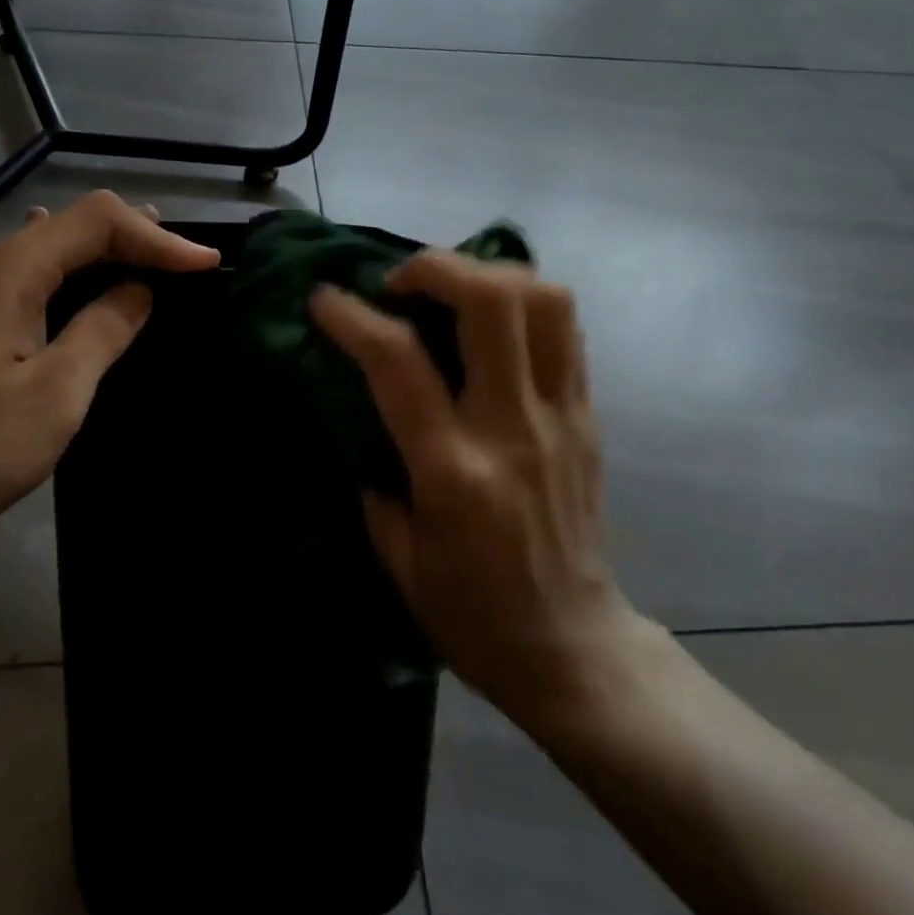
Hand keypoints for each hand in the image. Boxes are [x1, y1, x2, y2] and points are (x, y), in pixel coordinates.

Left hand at [0, 191, 217, 561]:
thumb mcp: (54, 394)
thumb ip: (102, 332)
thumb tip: (137, 292)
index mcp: (6, 272)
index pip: (95, 222)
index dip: (156, 236)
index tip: (204, 264)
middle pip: (67, 228)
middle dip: (131, 237)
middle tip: (182, 256)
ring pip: (41, 252)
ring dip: (96, 254)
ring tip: (141, 255)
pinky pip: (19, 279)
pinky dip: (63, 276)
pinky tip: (68, 278)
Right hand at [310, 252, 632, 726]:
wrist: (572, 648)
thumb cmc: (470, 613)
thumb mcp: (397, 557)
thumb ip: (374, 477)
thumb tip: (363, 415)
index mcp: (452, 470)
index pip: (398, 362)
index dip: (352, 316)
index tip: (325, 298)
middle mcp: (512, 427)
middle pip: (491, 301)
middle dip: (437, 267)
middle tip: (401, 283)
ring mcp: (560, 416)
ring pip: (545, 301)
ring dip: (490, 275)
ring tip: (453, 291)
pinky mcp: (588, 416)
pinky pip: (566, 330)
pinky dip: (525, 303)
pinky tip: (492, 321)